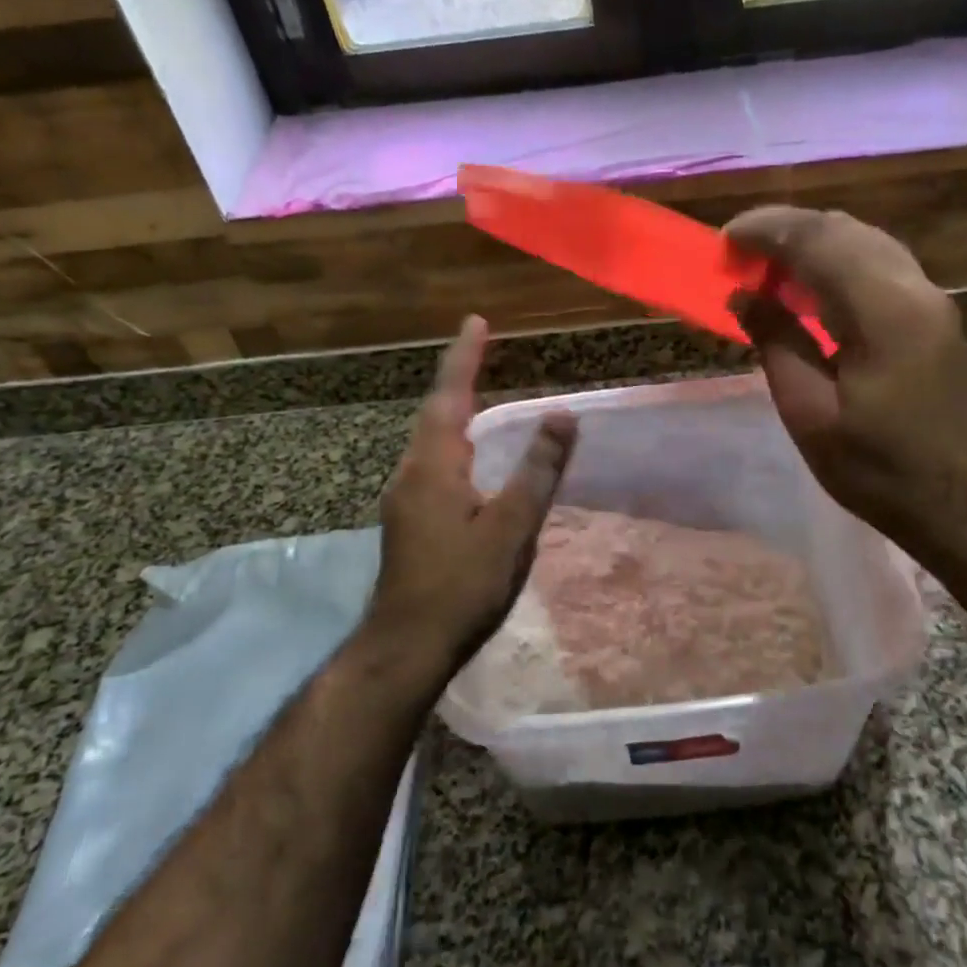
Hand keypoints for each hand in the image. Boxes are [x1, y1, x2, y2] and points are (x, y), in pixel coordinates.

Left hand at [369, 316, 577, 677]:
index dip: (465, 357)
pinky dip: (453, 440)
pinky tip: (468, 457)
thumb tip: (562, 415)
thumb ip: (538, 469)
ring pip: (431, 439)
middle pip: (436, 411)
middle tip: (481, 349)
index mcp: (434, 464)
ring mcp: (404, 496)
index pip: (451, 395)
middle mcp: (411, 471)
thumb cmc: (462, 584)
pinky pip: (432, 461)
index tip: (476, 320)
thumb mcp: (511, 526)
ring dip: (454, 409)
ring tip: (477, 390)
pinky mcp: (408, 519)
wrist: (406, 646)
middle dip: (459, 378)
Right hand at [726, 206, 966, 565]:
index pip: (819, 239)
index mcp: (885, 312)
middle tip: (739, 254)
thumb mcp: (811, 414)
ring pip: (864, 241)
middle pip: (844, 229)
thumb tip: (745, 296)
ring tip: (766, 268)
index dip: (766, 230)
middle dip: (785, 230)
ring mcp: (931, 300)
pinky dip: (837, 262)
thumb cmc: (881, 471)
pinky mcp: (934, 316)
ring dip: (811, 243)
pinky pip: (879, 265)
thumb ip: (777, 343)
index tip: (724, 241)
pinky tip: (809, 290)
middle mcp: (914, 289)